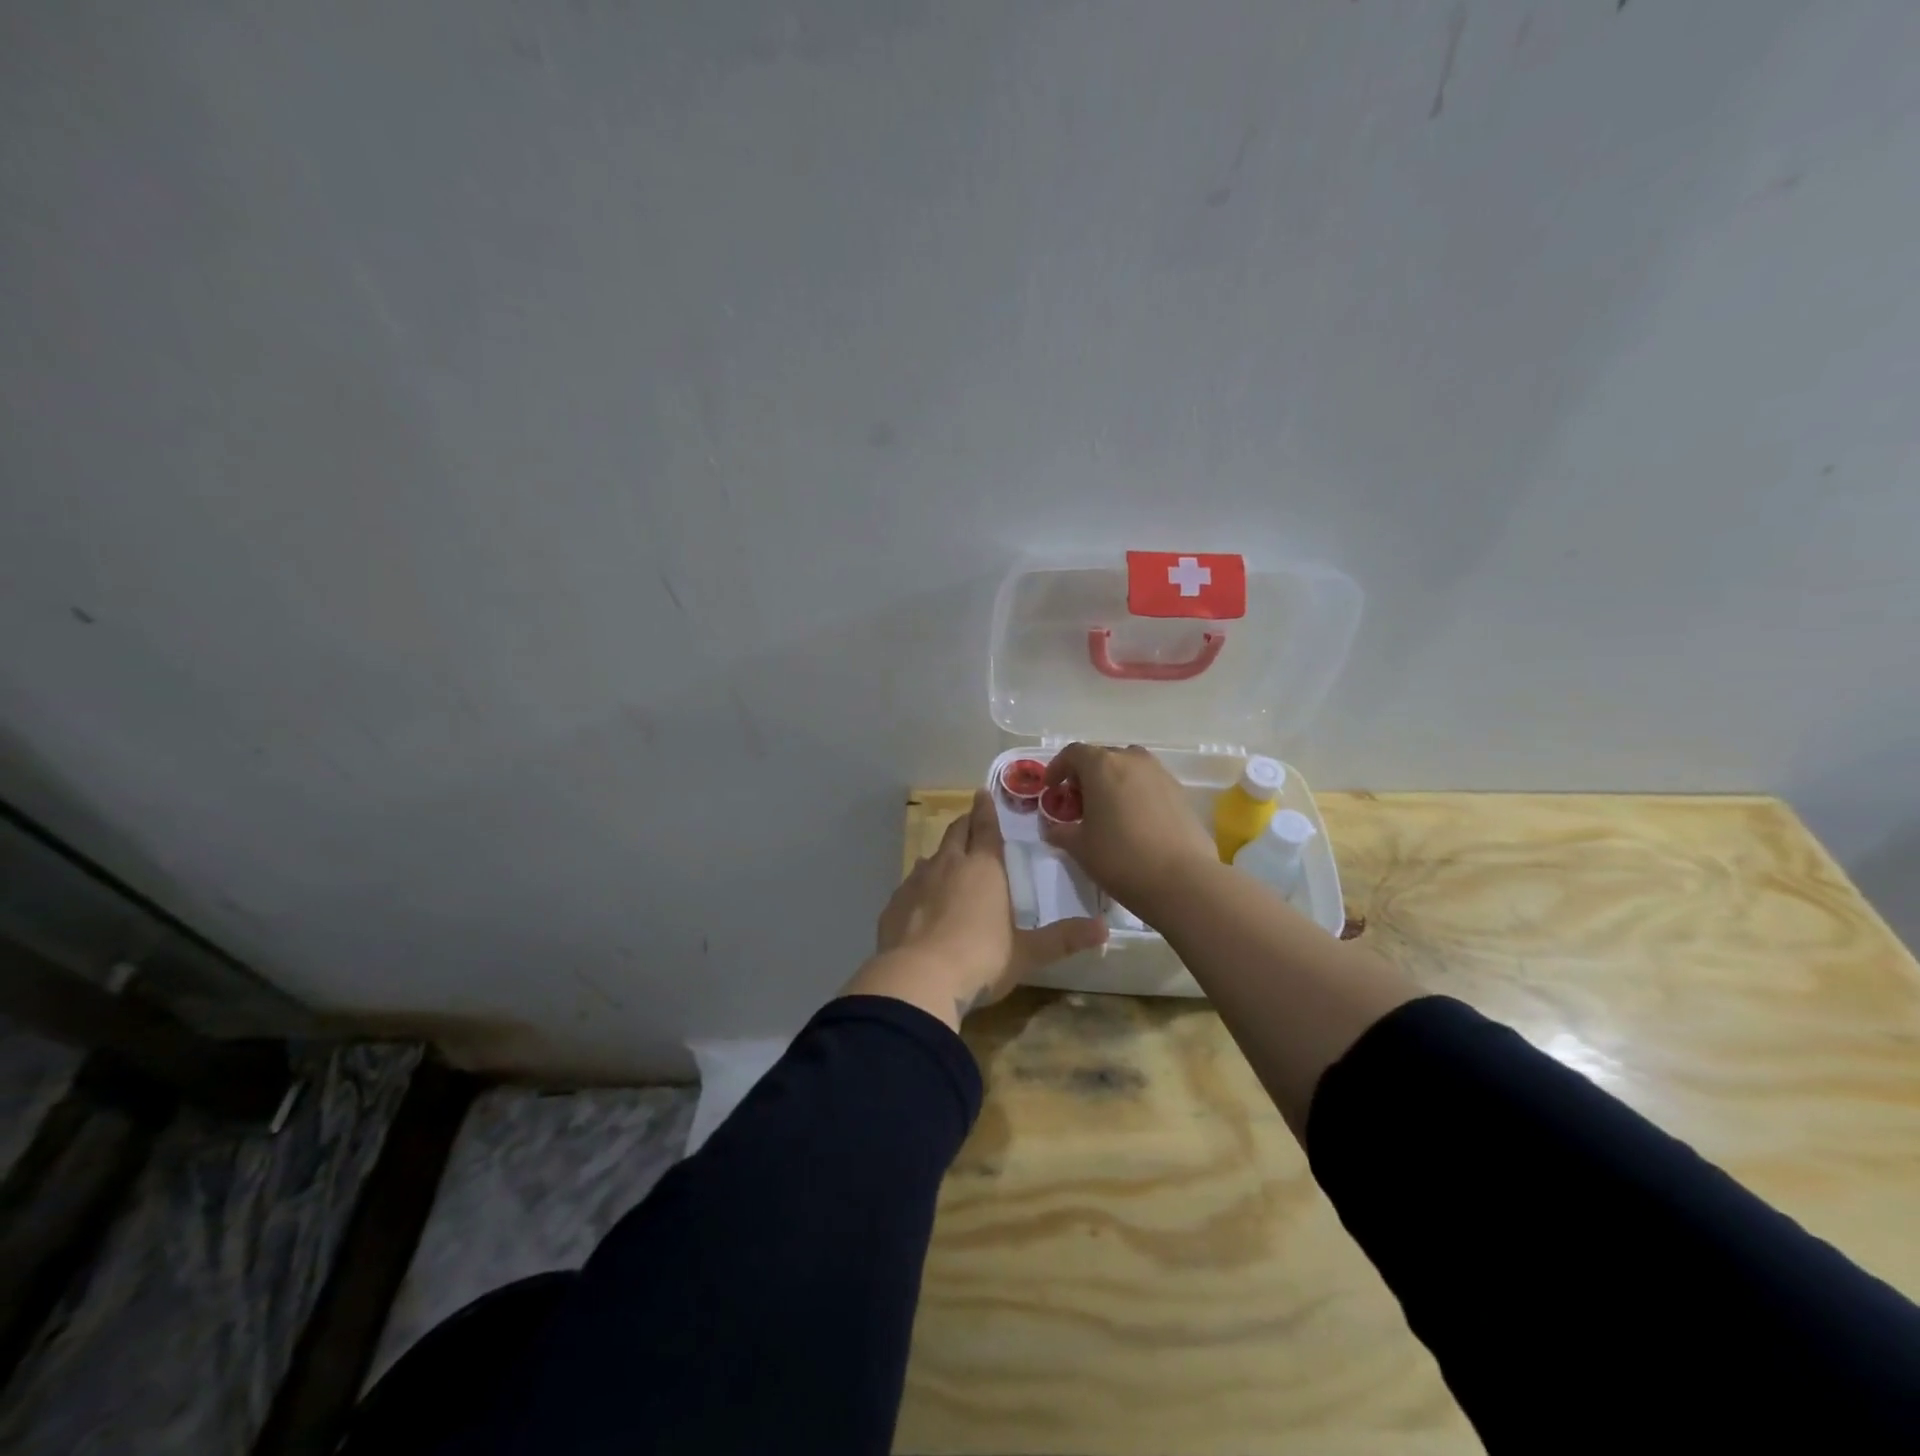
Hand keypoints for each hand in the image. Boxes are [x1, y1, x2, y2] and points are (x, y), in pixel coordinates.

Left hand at [855, 790, 1106, 1026]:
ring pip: (930, 856)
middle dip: (965, 824)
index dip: (986, 809)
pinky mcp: (894, 904)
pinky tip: (921, 901)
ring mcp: (916, 882)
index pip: (986, 827)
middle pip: (956, 833)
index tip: (982, 793)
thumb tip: (1104, 930)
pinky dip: (919, 885)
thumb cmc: (981, 959)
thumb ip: (1063, 939)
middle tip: (971, 820)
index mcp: (984, 868)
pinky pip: (909, 885)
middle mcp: (948, 865)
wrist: (919, 979)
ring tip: (948, 861)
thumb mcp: (1027, 953)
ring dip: (941, 855)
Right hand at [1042, 743, 1219, 922]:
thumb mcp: (1079, 847)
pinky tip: (1134, 823)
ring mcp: (1161, 774)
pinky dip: (1136, 794)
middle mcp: (1132, 760)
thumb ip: (1060, 831)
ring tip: (1108, 812)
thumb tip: (1052, 828)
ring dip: (1113, 782)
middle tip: (1079, 804)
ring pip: (1129, 769)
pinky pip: (1149, 784)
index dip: (1058, 768)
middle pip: (1102, 758)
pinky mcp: (1181, 793)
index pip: (1073, 753)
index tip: (1052, 789)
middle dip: (1086, 776)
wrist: (1182, 880)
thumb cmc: (1120, 857)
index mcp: (1102, 765)